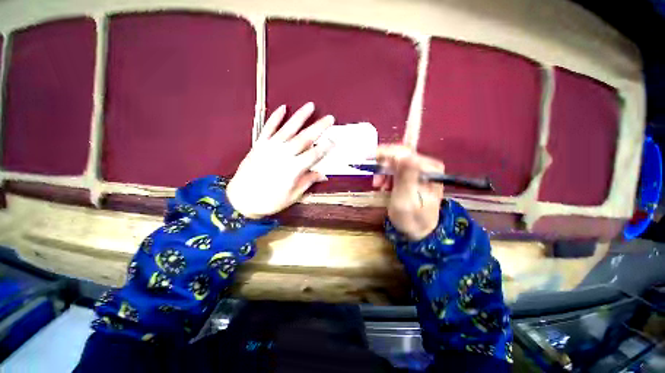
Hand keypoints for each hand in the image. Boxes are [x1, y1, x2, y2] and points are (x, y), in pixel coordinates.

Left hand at [226, 103, 334, 218]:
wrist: (240, 200)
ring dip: (300, 116)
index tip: (334, 140)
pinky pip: (268, 128)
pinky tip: (283, 107)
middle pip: (304, 138)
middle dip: (319, 127)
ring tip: (310, 106)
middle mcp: (283, 154)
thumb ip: (307, 182)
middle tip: (330, 118)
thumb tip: (323, 174)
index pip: (314, 155)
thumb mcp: (292, 196)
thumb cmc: (269, 201)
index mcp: (293, 169)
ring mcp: (270, 147)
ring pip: (288, 128)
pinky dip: (275, 117)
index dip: (325, 147)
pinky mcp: (259, 144)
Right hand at [374, 145, 444, 240]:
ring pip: (395, 161)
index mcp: (429, 169)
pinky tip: (383, 185)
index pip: (404, 152)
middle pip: (399, 154)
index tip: (368, 159)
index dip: (385, 154)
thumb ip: (406, 176)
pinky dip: (386, 175)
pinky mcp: (412, 175)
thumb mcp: (406, 199)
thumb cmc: (411, 218)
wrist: (416, 230)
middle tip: (374, 178)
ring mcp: (419, 170)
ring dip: (383, 171)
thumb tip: (405, 155)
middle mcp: (426, 166)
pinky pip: (395, 168)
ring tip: (378, 185)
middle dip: (383, 164)